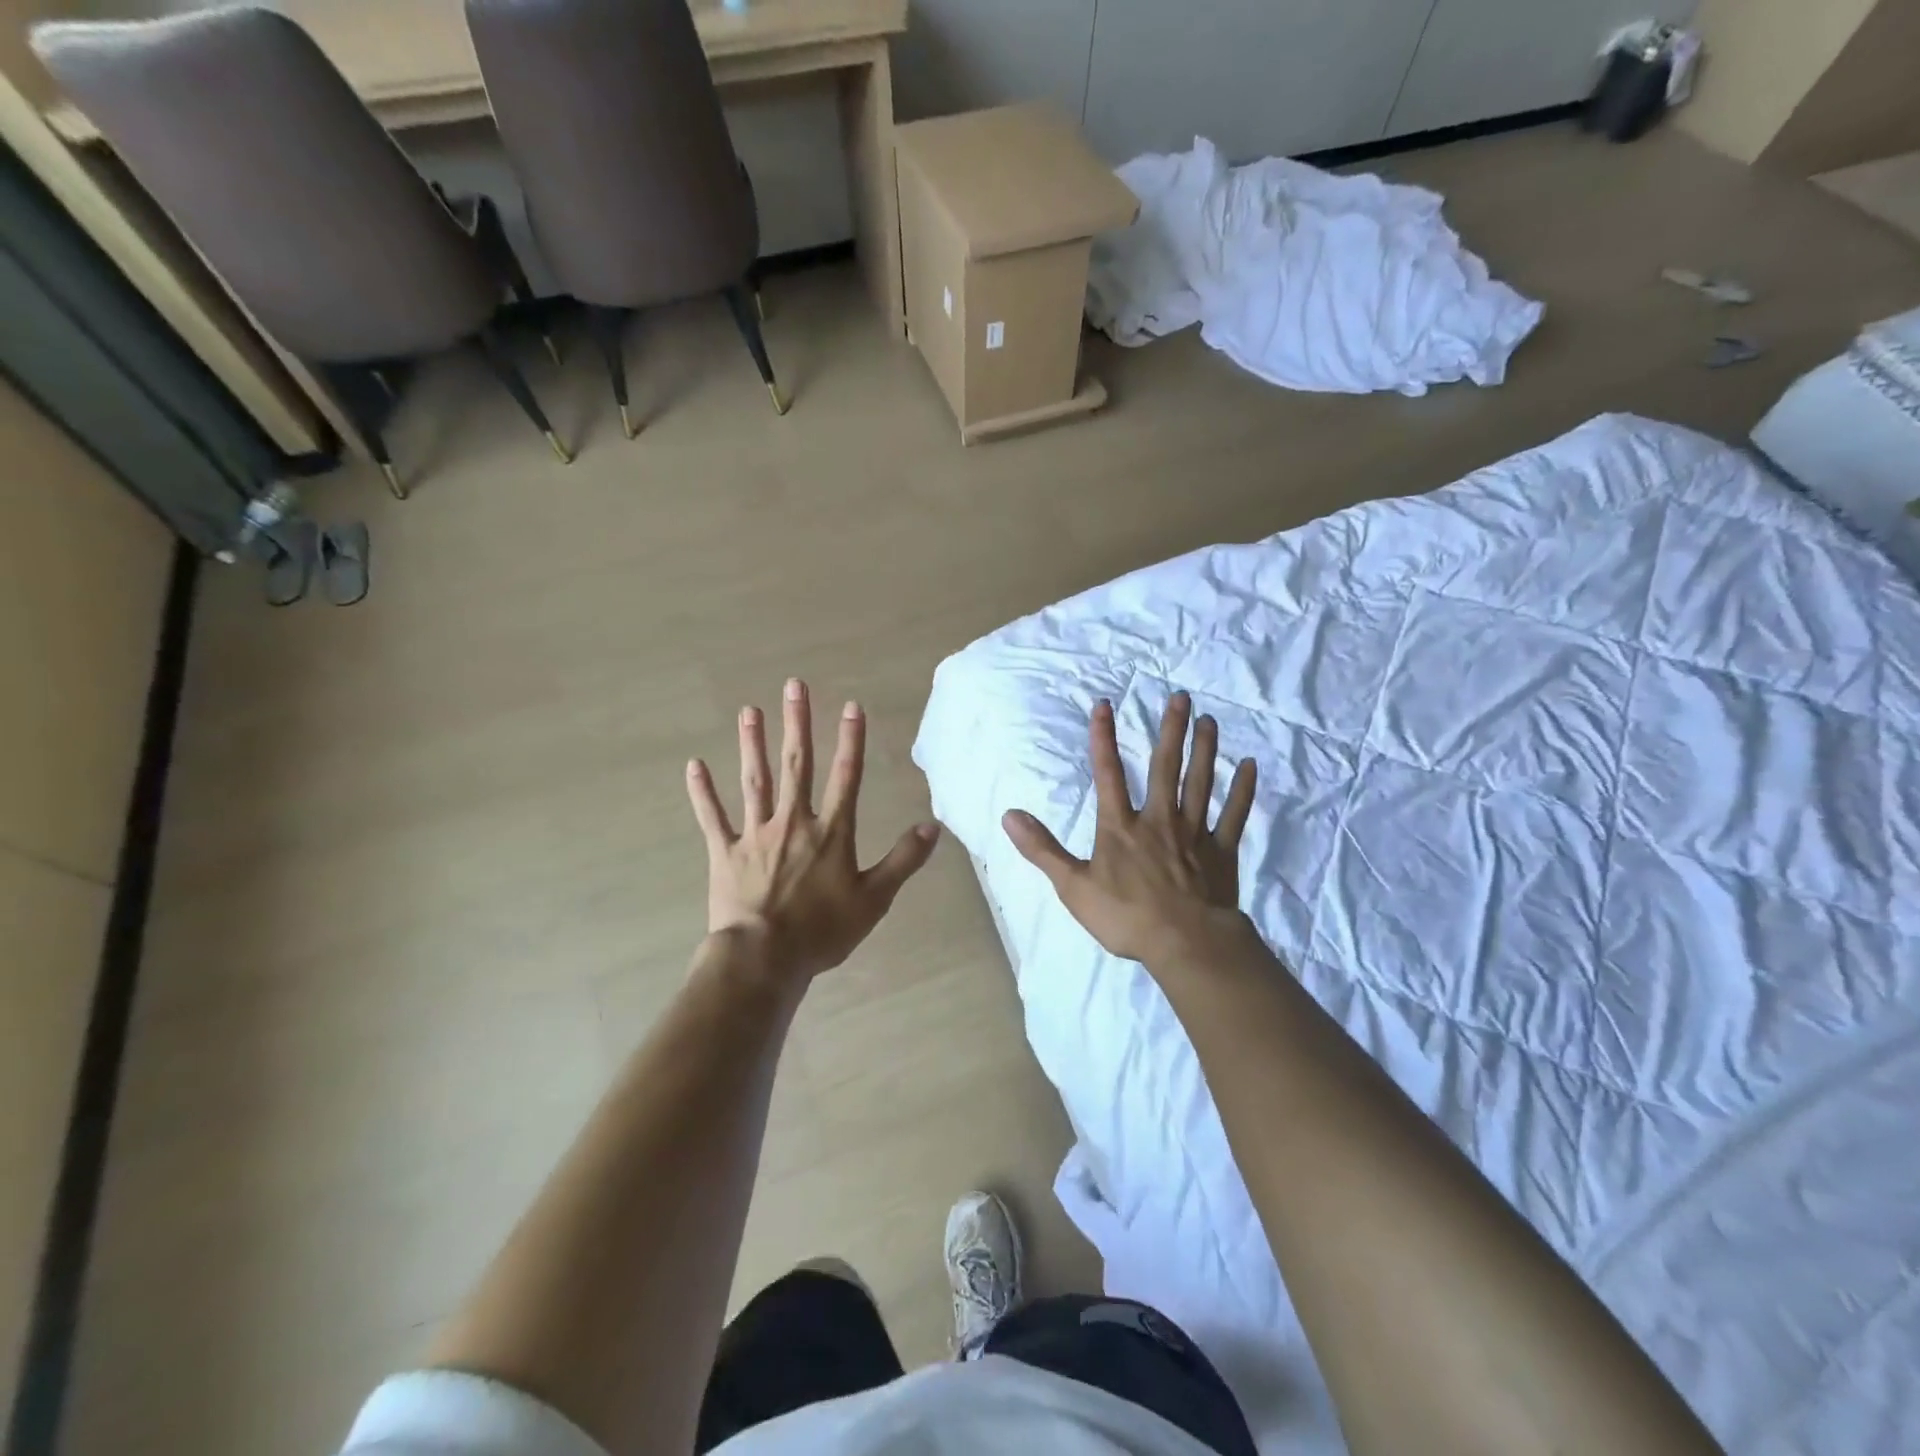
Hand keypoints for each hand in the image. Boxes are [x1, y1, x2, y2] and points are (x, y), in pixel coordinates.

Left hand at [686, 678, 940, 982]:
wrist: (764, 958)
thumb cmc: (823, 931)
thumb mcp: (875, 899)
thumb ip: (903, 860)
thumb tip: (932, 826)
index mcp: (831, 833)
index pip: (845, 776)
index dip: (851, 739)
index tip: (851, 705)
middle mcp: (793, 822)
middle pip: (796, 765)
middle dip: (797, 724)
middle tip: (793, 686)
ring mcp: (755, 835)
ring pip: (755, 781)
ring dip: (752, 745)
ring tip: (749, 711)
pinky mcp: (724, 853)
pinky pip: (712, 818)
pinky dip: (703, 792)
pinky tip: (694, 765)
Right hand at [1003, 693, 1256, 966]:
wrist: (1185, 944)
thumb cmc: (1126, 917)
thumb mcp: (1073, 886)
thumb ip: (1042, 849)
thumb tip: (1009, 815)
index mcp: (1121, 827)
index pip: (1108, 774)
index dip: (1103, 738)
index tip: (1104, 705)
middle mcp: (1158, 820)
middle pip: (1165, 767)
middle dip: (1170, 730)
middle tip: (1180, 697)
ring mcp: (1194, 834)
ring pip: (1200, 783)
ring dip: (1205, 750)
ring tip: (1209, 720)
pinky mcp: (1222, 852)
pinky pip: (1234, 815)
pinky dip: (1242, 791)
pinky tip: (1250, 767)